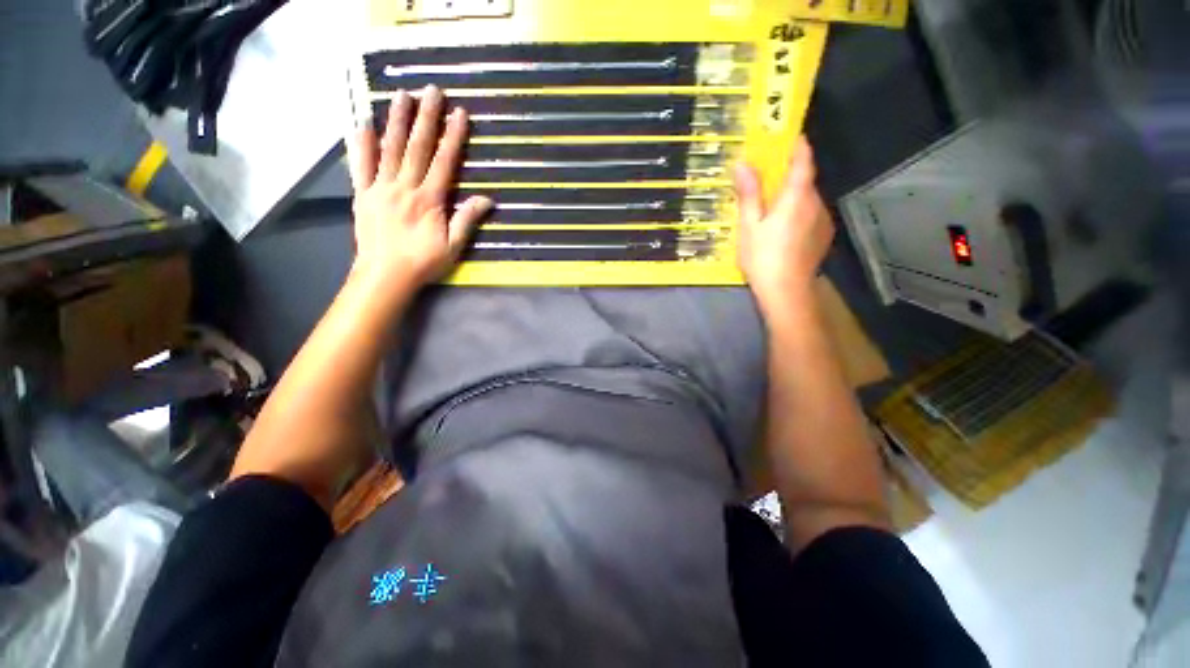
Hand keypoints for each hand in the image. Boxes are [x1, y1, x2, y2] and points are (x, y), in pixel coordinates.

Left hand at [349, 85, 491, 292]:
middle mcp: (404, 187)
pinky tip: (364, 124)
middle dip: (426, 117)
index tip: (459, 114)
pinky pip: (360, 165)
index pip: (444, 162)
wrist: (384, 276)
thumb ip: (467, 220)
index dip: (453, 137)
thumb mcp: (454, 246)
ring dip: (396, 120)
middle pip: (416, 147)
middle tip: (431, 90)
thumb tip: (487, 199)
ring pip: (389, 149)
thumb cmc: (423, 263)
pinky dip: (362, 144)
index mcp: (429, 200)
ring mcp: (380, 188)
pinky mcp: (362, 195)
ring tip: (401, 95)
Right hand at [733, 136, 832, 313]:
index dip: (798, 146)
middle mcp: (816, 203)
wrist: (786, 291)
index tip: (790, 136)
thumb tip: (742, 163)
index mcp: (797, 196)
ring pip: (808, 199)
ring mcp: (823, 220)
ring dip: (794, 196)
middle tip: (769, 178)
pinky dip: (799, 213)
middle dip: (790, 175)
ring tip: (774, 208)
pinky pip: (811, 215)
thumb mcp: (749, 225)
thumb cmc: (763, 257)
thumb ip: (749, 194)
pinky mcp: (823, 236)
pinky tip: (785, 228)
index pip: (804, 161)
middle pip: (806, 180)